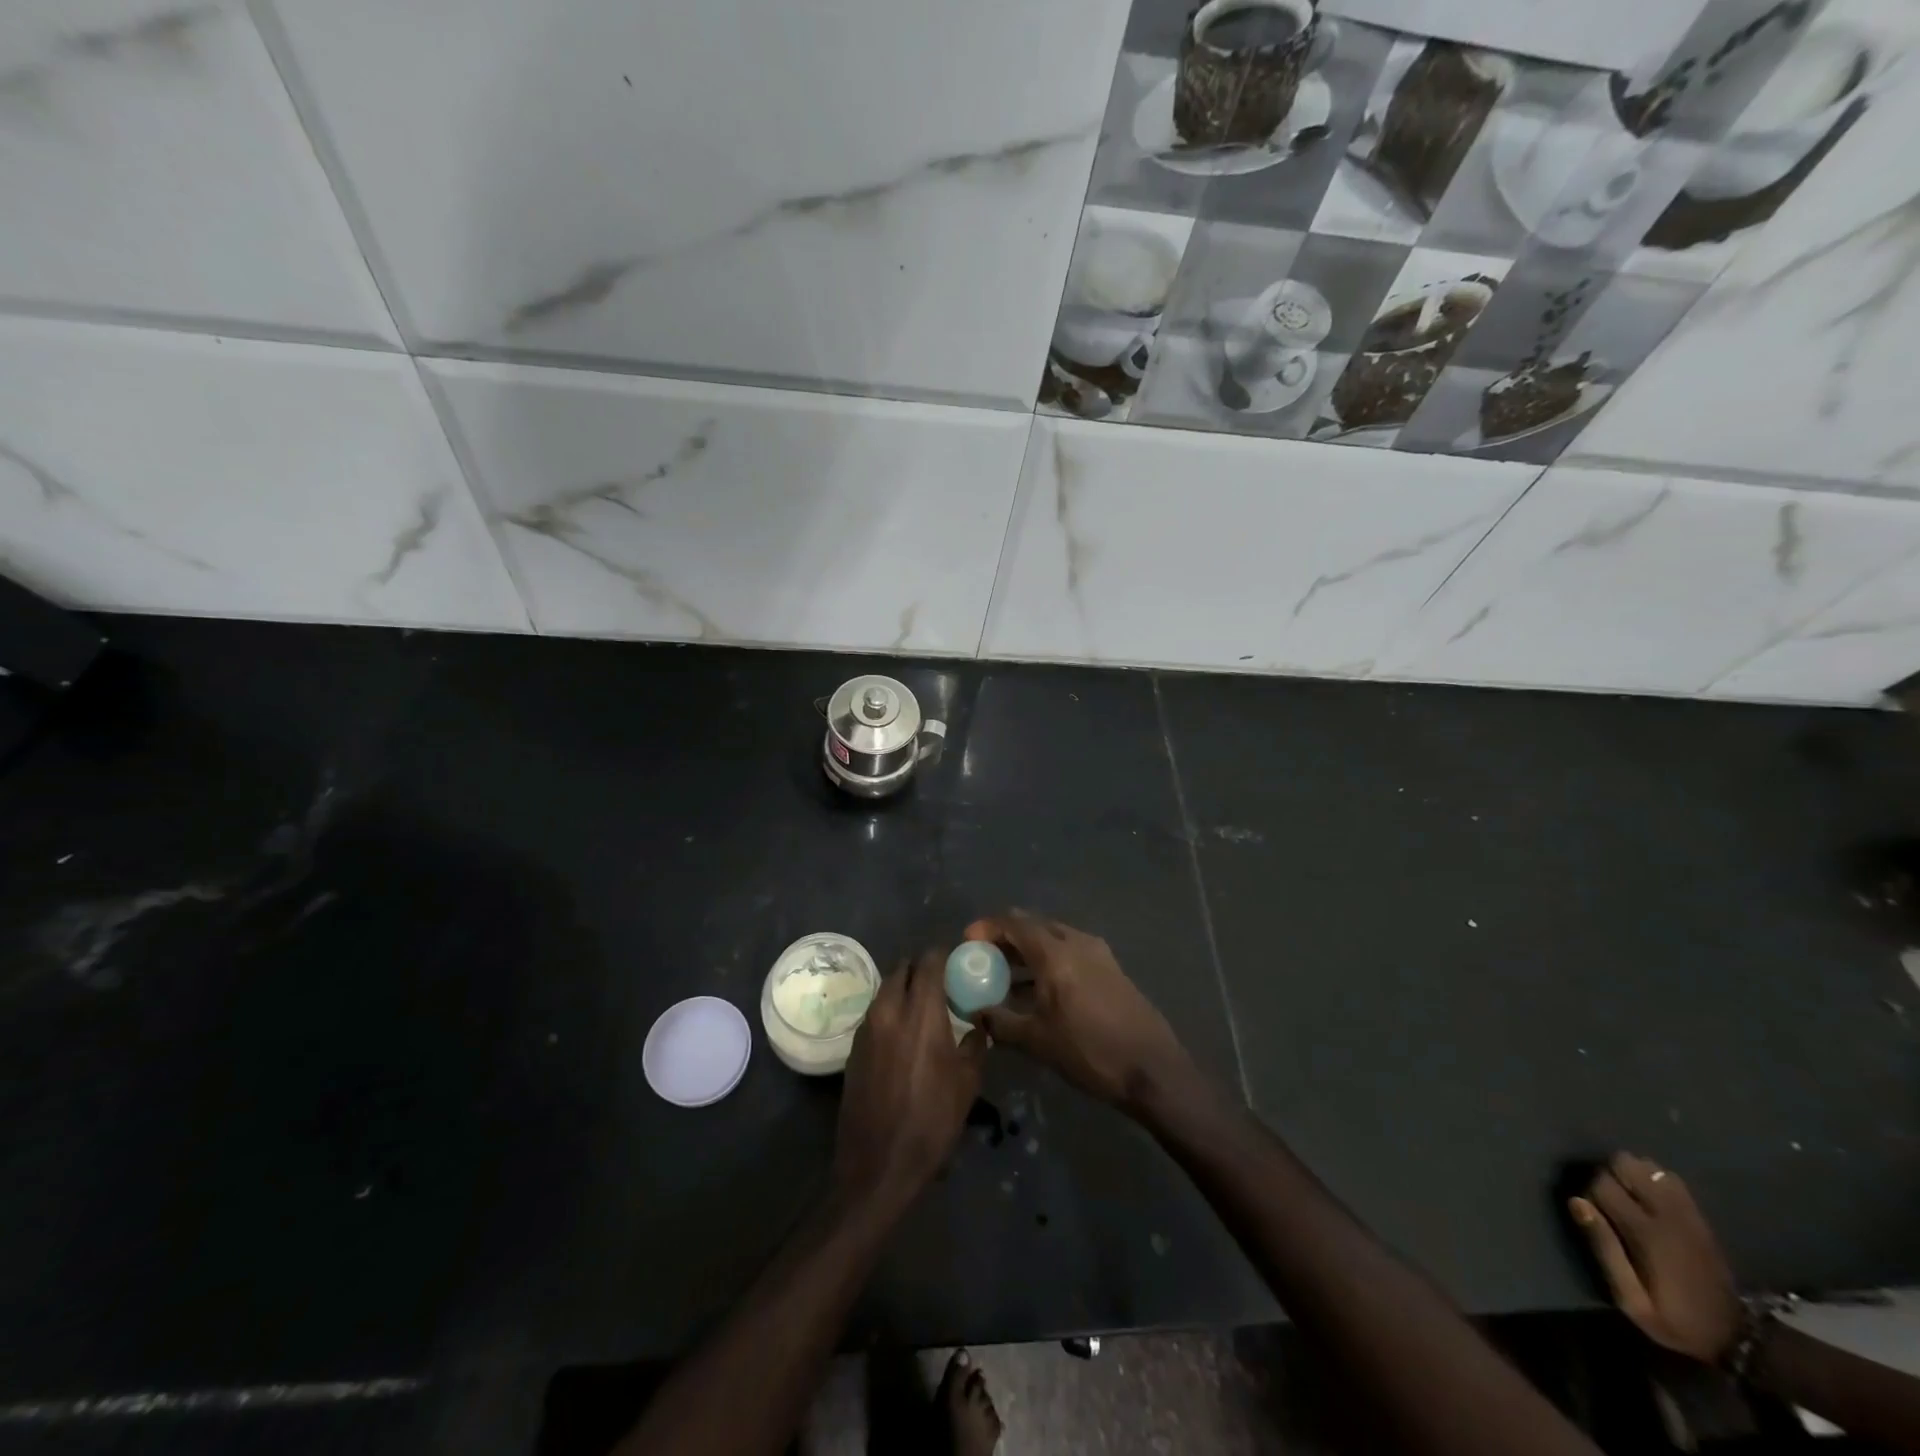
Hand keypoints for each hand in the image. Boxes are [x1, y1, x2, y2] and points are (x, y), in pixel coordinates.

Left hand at [833, 949, 986, 1213]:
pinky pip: (876, 1011)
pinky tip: (904, 1033)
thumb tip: (978, 1022)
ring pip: (886, 988)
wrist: (878, 1164)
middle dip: (922, 969)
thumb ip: (975, 1043)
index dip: (943, 955)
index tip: (957, 961)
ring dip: (904, 988)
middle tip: (941, 984)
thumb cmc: (932, 1122)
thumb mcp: (967, 1083)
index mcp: (921, 1013)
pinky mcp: (854, 1046)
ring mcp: (867, 1027)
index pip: (929, 961)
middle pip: (903, 968)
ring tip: (924, 1007)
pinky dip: (891, 1009)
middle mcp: (890, 1010)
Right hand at [964, 910, 1192, 1112]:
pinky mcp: (1112, 969)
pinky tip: (1040, 990)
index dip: (988, 927)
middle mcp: (1078, 943)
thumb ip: (1000, 1021)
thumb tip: (975, 1012)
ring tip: (1007, 975)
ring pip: (1055, 938)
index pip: (1015, 923)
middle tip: (986, 956)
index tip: (969, 941)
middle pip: (1035, 925)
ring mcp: (1099, 954)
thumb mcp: (1037, 1041)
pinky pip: (1071, 952)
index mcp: (1056, 953)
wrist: (1153, 1070)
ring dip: (1029, 950)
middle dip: (1007, 937)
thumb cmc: (1090, 1052)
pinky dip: (1050, 960)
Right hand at [1569, 1153, 1741, 1363]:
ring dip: (1631, 1175)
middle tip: (1611, 1203)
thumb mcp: (1632, 1300)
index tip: (1595, 1216)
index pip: (1602, 1184)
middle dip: (1610, 1175)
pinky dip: (1653, 1179)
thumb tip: (1576, 1202)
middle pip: (1625, 1163)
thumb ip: (1604, 1249)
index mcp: (1647, 1234)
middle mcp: (1668, 1214)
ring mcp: (1688, 1214)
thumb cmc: (1676, 1320)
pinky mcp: (1700, 1217)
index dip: (1590, 1194)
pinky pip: (1671, 1178)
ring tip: (1629, 1198)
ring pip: (1648, 1166)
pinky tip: (1650, 1198)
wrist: (1738, 1339)